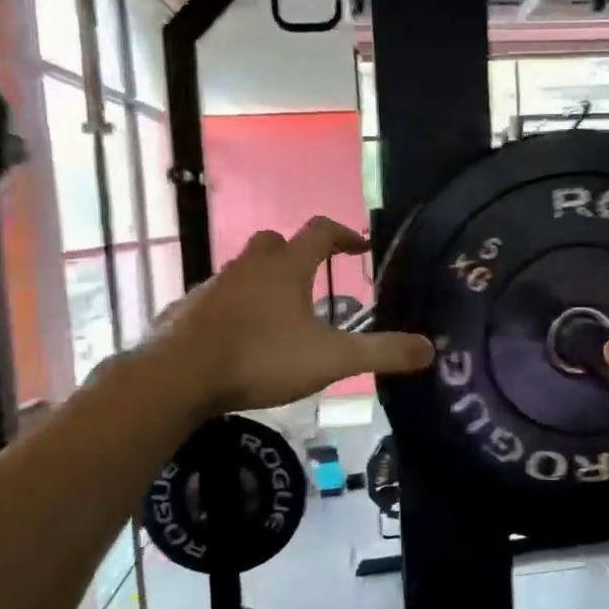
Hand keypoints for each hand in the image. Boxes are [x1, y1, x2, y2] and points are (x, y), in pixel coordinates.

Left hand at [145, 218, 431, 412]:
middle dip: (297, 254)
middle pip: (275, 242)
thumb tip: (429, 349)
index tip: (360, 246)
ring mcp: (213, 286)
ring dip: (264, 283)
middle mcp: (249, 267)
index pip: (320, 231)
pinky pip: (217, 299)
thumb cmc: (260, 358)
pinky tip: (239, 338)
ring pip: (244, 271)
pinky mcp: (187, 310)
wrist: (178, 377)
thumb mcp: (331, 359)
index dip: (344, 235)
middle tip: (313, 280)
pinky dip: (233, 308)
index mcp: (286, 268)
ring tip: (280, 317)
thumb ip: (381, 353)